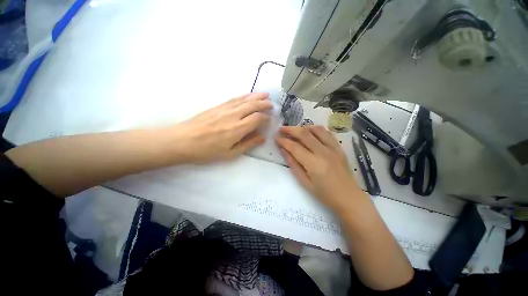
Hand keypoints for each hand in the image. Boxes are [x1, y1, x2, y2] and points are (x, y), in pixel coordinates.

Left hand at [171, 93, 271, 163]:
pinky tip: (248, 95)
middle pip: (253, 105)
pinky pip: (234, 99)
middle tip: (272, 104)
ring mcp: (224, 109)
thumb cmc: (207, 151)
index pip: (257, 118)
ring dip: (256, 96)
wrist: (182, 141)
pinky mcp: (217, 106)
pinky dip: (244, 96)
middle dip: (264, 104)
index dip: (266, 118)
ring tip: (265, 94)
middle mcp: (233, 115)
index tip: (270, 119)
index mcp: (238, 129)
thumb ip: (248, 144)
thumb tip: (262, 137)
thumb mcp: (230, 154)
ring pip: (244, 99)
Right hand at [275, 125, 362, 209]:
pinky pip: (327, 133)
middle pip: (304, 134)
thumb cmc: (324, 194)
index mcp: (314, 164)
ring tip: (295, 130)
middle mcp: (324, 152)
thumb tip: (283, 150)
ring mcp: (333, 148)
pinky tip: (311, 133)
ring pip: (316, 130)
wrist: (349, 198)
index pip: (294, 147)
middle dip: (290, 129)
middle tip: (281, 129)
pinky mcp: (339, 148)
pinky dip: (317, 130)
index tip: (276, 137)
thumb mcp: (304, 182)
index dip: (283, 141)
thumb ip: (293, 164)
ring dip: (304, 127)